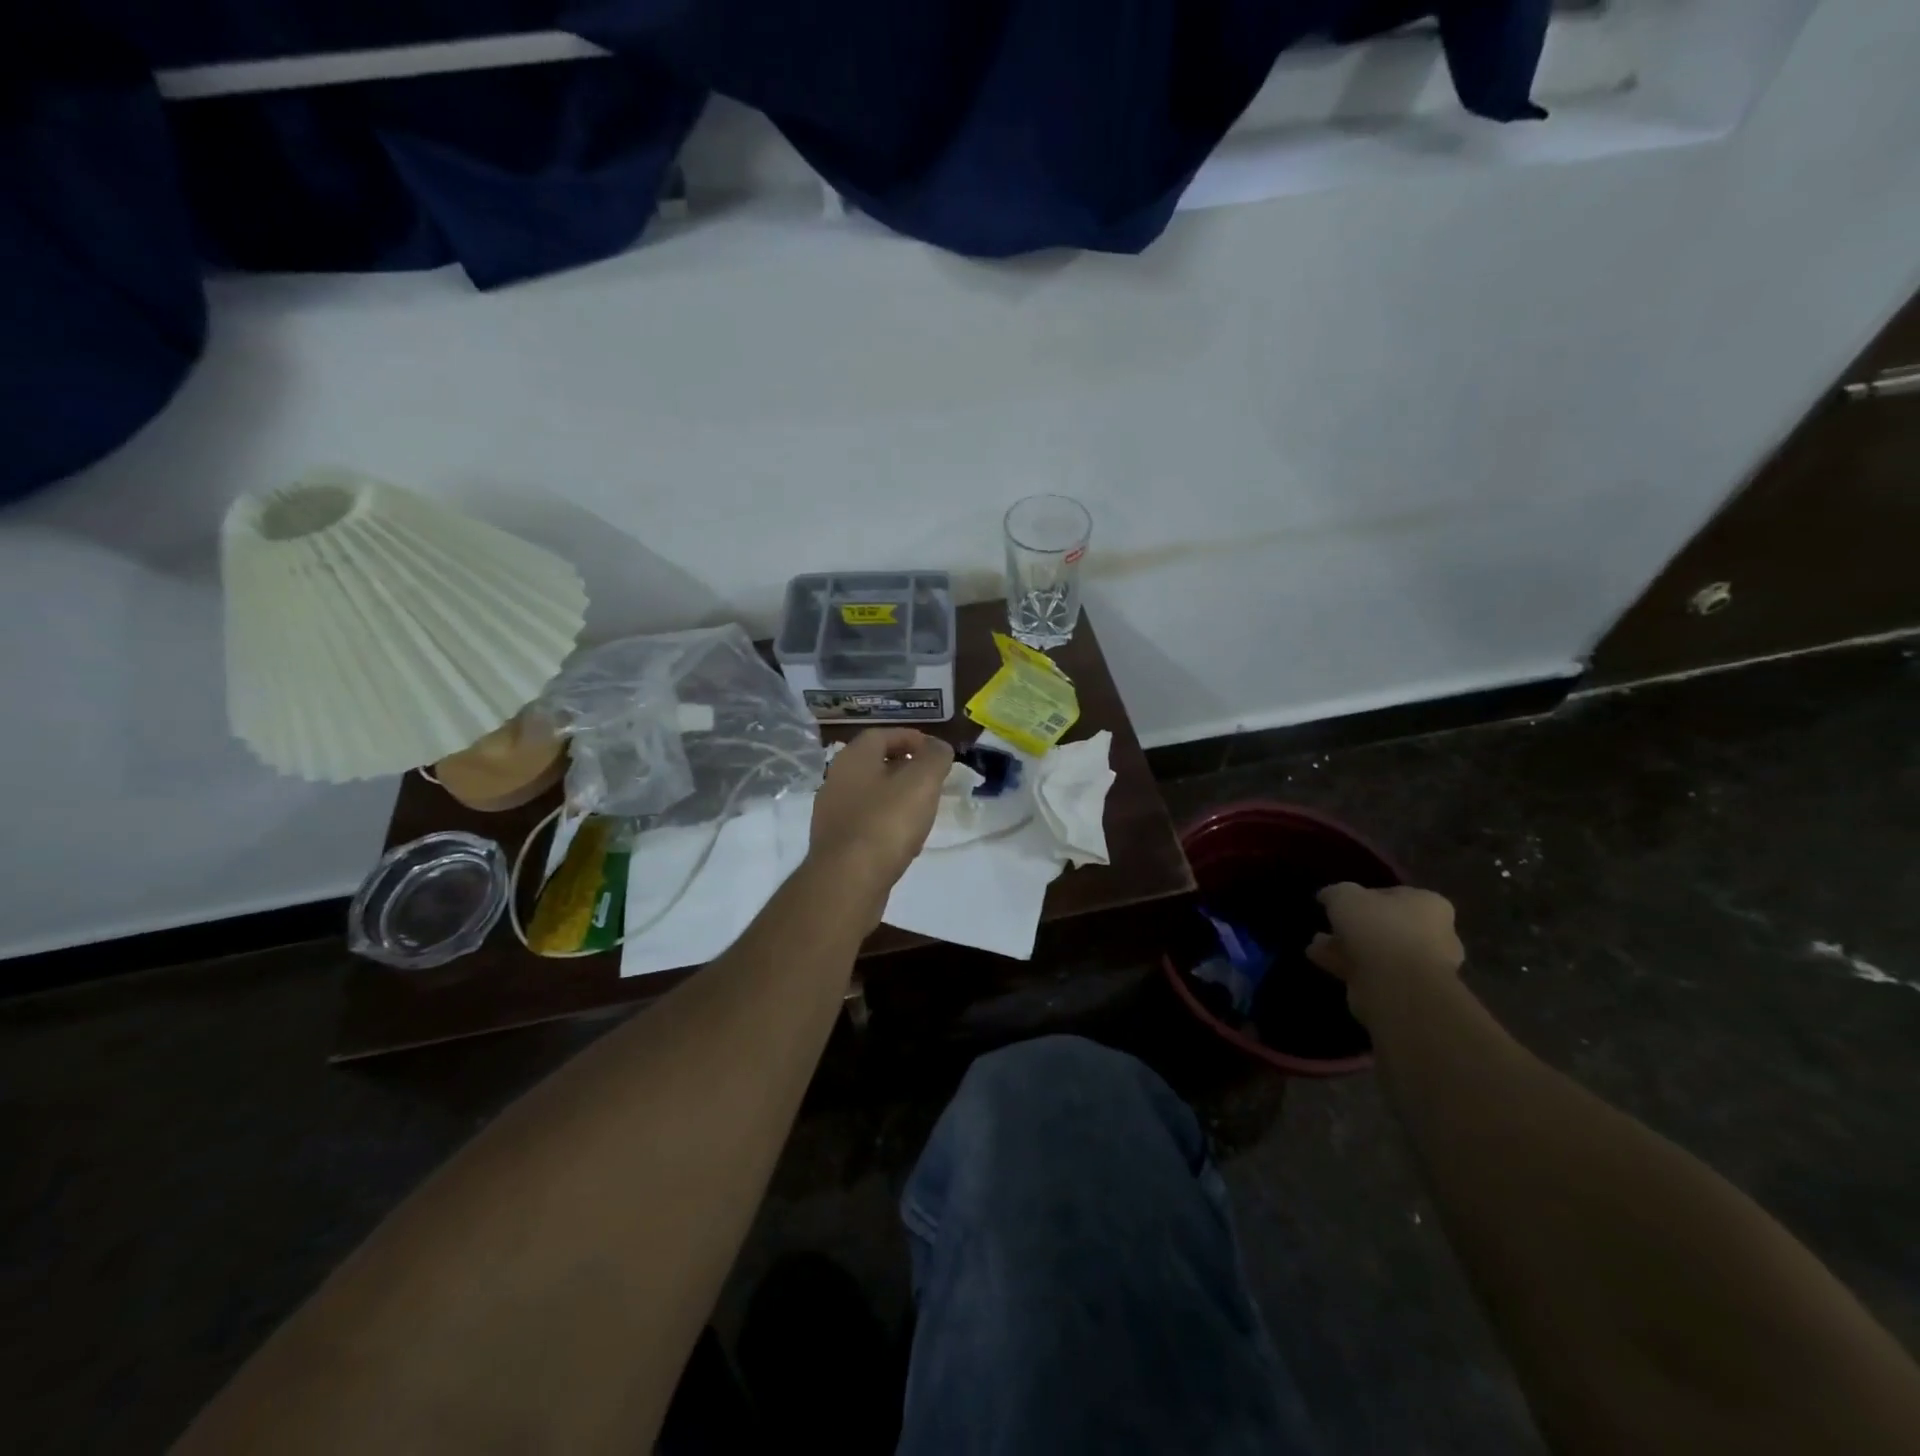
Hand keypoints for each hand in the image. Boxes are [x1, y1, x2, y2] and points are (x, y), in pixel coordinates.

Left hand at [810, 729, 953, 890]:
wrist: (847, 881)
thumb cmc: (886, 823)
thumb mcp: (922, 783)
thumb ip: (935, 758)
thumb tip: (939, 746)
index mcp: (854, 758)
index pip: (882, 734)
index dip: (911, 738)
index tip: (936, 752)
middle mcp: (836, 779)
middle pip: (875, 764)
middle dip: (906, 768)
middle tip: (932, 780)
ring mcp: (832, 813)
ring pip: (870, 794)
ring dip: (897, 797)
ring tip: (923, 811)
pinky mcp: (835, 843)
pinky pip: (865, 823)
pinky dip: (887, 824)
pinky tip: (905, 841)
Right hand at [1307, 883, 1463, 1025]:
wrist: (1397, 986)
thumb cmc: (1378, 928)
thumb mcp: (1344, 896)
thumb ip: (1335, 893)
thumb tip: (1329, 896)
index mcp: (1428, 904)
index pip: (1393, 894)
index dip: (1363, 896)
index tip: (1340, 902)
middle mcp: (1433, 934)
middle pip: (1386, 925)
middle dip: (1354, 926)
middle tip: (1328, 925)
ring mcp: (1421, 965)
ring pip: (1377, 951)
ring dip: (1346, 947)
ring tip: (1316, 944)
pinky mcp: (1406, 990)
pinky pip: (1371, 971)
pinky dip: (1347, 964)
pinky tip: (1320, 960)